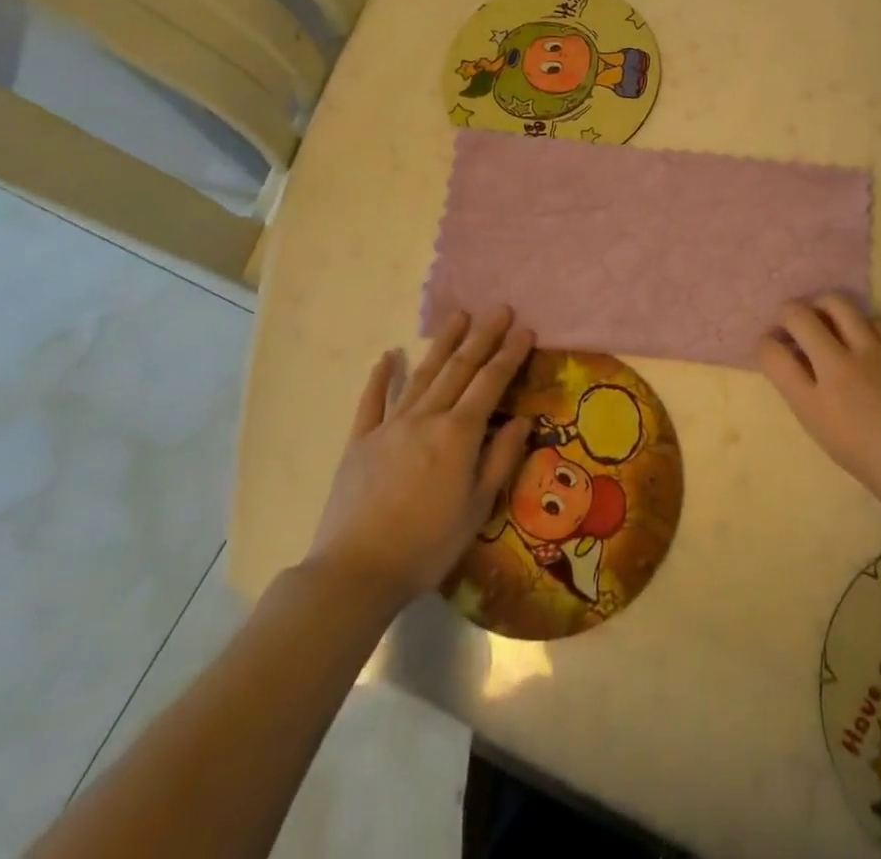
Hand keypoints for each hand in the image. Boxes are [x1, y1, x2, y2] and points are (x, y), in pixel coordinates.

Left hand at [302, 307, 532, 613]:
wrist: (355, 572)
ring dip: (443, 343)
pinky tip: (389, 355)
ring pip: (422, 374)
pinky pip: (372, 400)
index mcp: (458, 434)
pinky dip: (381, 376)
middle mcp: (426, 417)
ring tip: (459, 316)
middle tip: (500, 308)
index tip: (525, 329)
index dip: (510, 354)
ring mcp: (390, 425)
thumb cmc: (426, 545)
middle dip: (482, 336)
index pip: (491, 383)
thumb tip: (522, 420)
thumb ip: (500, 459)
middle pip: (459, 368)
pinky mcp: (360, 440)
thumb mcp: (477, 509)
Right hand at [759, 295, 880, 528]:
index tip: (773, 349)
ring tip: (826, 319)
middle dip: (787, 314)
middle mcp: (837, 368)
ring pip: (835, 302)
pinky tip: (866, 339)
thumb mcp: (838, 448)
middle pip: (797, 315)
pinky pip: (872, 319)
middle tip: (793, 326)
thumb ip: (818, 407)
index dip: (765, 345)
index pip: (771, 354)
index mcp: (815, 405)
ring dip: (822, 305)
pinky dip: (861, 323)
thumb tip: (812, 380)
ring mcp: (871, 351)